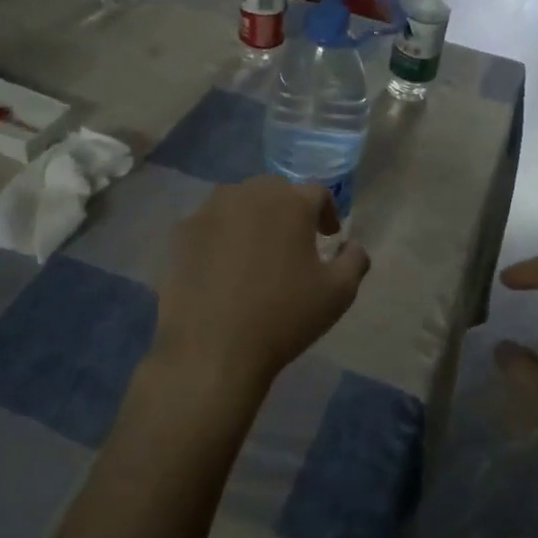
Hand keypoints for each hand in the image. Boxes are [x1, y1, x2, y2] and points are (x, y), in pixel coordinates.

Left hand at [151, 176, 371, 411]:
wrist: (212, 347)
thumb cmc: (283, 317)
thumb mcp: (338, 293)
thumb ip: (354, 261)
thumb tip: (354, 246)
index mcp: (290, 202)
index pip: (317, 193)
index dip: (327, 212)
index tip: (330, 236)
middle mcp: (248, 194)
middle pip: (275, 190)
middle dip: (289, 209)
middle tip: (295, 240)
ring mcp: (209, 211)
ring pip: (239, 202)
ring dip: (254, 217)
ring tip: (258, 249)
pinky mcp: (182, 233)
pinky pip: (210, 224)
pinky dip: (222, 236)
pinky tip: (224, 266)